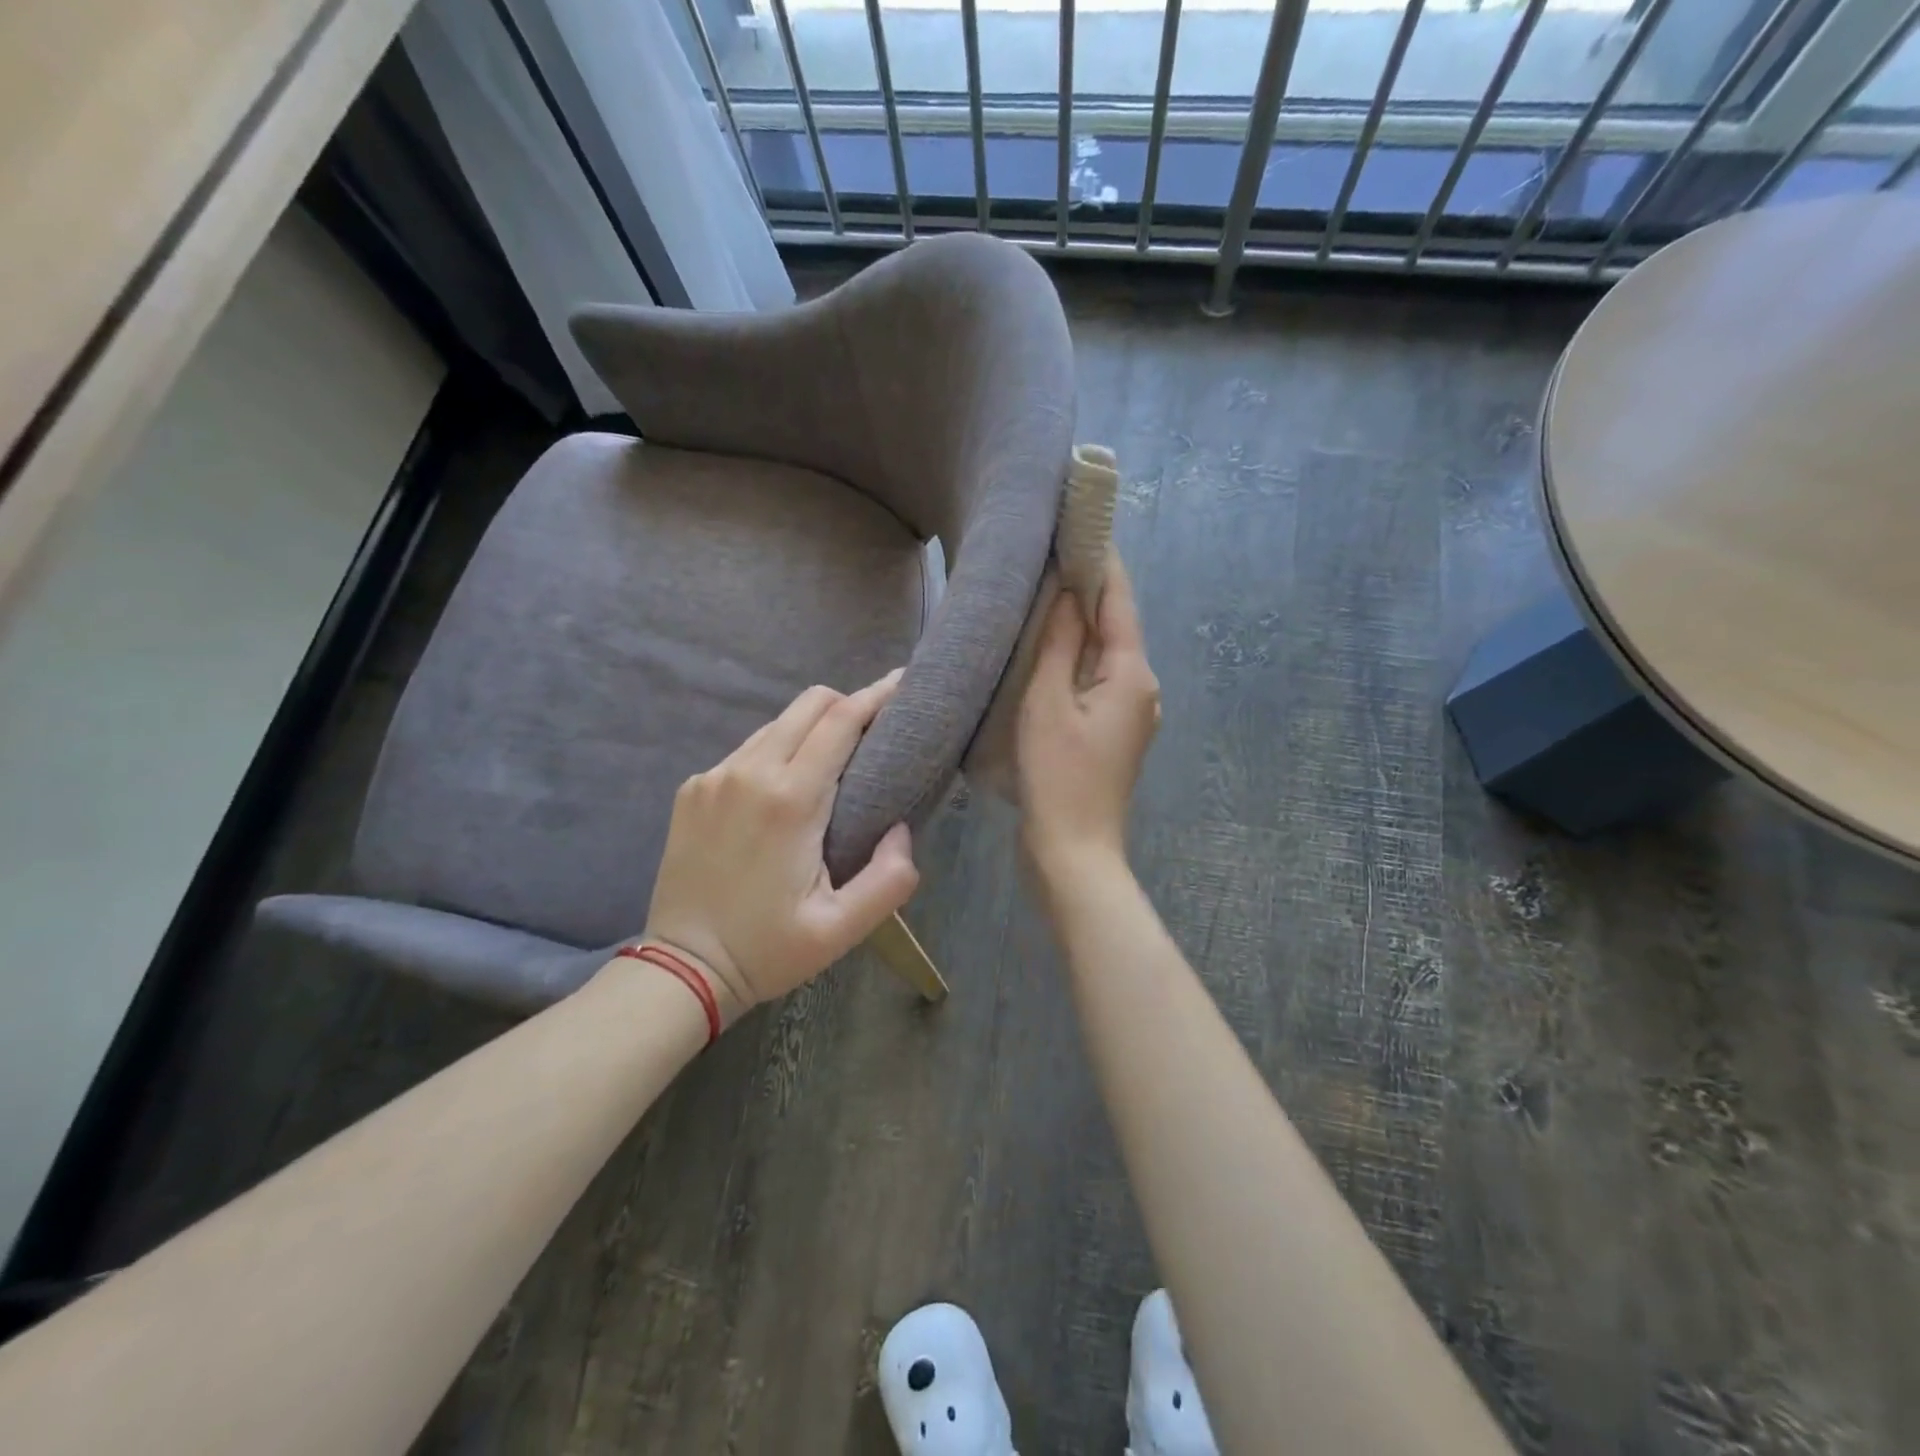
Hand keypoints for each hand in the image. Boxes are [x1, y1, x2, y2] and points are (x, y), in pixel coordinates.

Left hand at [640, 672, 919, 1019]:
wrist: (683, 968)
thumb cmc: (768, 949)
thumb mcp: (841, 929)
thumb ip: (889, 878)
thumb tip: (901, 829)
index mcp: (790, 800)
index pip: (841, 721)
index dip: (877, 696)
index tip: (903, 682)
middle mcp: (749, 771)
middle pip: (809, 704)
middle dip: (848, 702)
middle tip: (876, 727)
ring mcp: (714, 776)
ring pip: (777, 723)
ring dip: (812, 728)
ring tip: (835, 759)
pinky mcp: (693, 788)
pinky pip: (748, 749)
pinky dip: (778, 752)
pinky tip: (785, 788)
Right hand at [1017, 552, 1160, 873]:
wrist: (1073, 851)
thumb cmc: (1057, 775)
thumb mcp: (1047, 702)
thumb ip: (1060, 643)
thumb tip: (1069, 592)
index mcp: (1133, 673)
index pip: (1119, 600)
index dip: (1100, 560)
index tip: (1079, 522)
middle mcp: (1143, 688)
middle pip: (1115, 626)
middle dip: (1087, 590)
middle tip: (1049, 555)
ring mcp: (1132, 714)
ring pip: (1105, 655)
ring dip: (1080, 627)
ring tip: (1043, 596)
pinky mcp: (1115, 734)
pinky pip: (1097, 682)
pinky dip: (1077, 661)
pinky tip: (1049, 654)